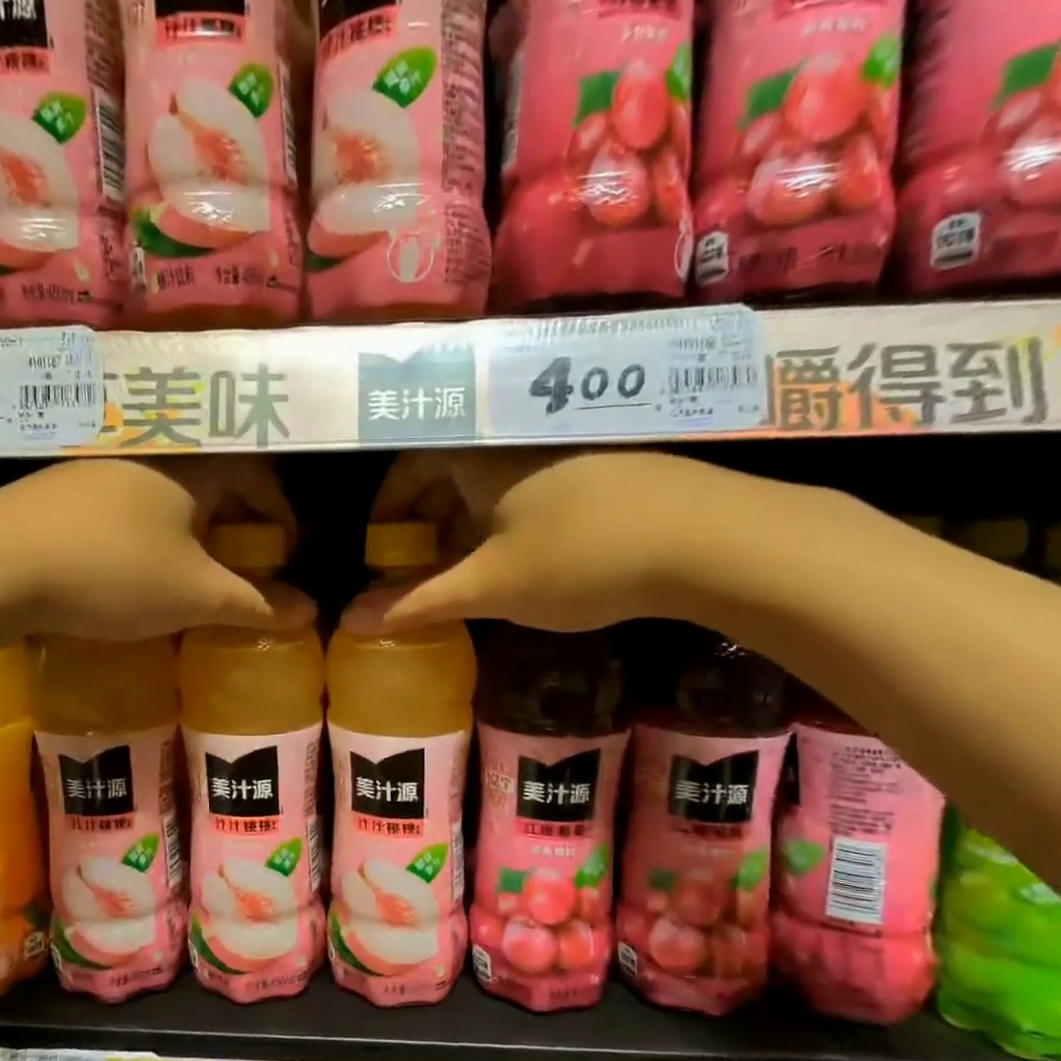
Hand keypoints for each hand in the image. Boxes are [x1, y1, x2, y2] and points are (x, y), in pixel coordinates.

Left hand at [0, 456, 299, 641]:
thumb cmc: (112, 572)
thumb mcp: (195, 595)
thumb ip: (256, 603)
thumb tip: (312, 612)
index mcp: (191, 466)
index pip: (257, 472)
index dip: (279, 510)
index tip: (285, 549)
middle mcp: (149, 452)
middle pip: (213, 477)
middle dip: (238, 520)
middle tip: (244, 563)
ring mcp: (100, 464)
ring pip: (168, 489)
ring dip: (192, 525)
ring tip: (192, 569)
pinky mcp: (63, 486)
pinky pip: (128, 499)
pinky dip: (150, 528)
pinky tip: (134, 563)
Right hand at [367, 449, 777, 631]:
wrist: (711, 540)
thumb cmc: (579, 558)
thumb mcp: (489, 587)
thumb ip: (417, 603)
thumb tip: (349, 621)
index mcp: (480, 454)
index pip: (409, 467)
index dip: (387, 511)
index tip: (379, 552)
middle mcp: (517, 439)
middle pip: (450, 474)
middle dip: (426, 525)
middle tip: (419, 572)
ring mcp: (567, 448)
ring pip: (494, 485)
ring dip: (468, 528)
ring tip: (468, 575)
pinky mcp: (606, 467)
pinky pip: (533, 491)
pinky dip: (510, 524)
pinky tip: (527, 563)